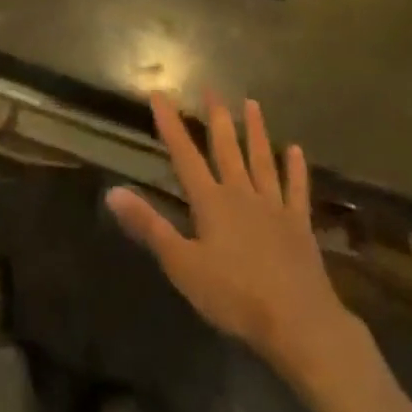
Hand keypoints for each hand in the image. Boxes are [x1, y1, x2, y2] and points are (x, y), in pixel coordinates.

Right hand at [107, 93, 355, 371]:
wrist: (299, 322)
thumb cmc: (235, 296)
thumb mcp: (182, 264)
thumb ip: (149, 226)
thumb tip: (112, 192)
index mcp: (211, 201)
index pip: (184, 154)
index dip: (170, 124)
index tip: (160, 95)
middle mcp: (241, 193)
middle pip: (226, 148)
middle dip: (216, 117)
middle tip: (212, 88)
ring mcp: (273, 207)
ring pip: (261, 160)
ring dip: (255, 131)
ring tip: (252, 104)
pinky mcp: (299, 225)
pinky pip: (296, 190)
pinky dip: (295, 169)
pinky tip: (295, 151)